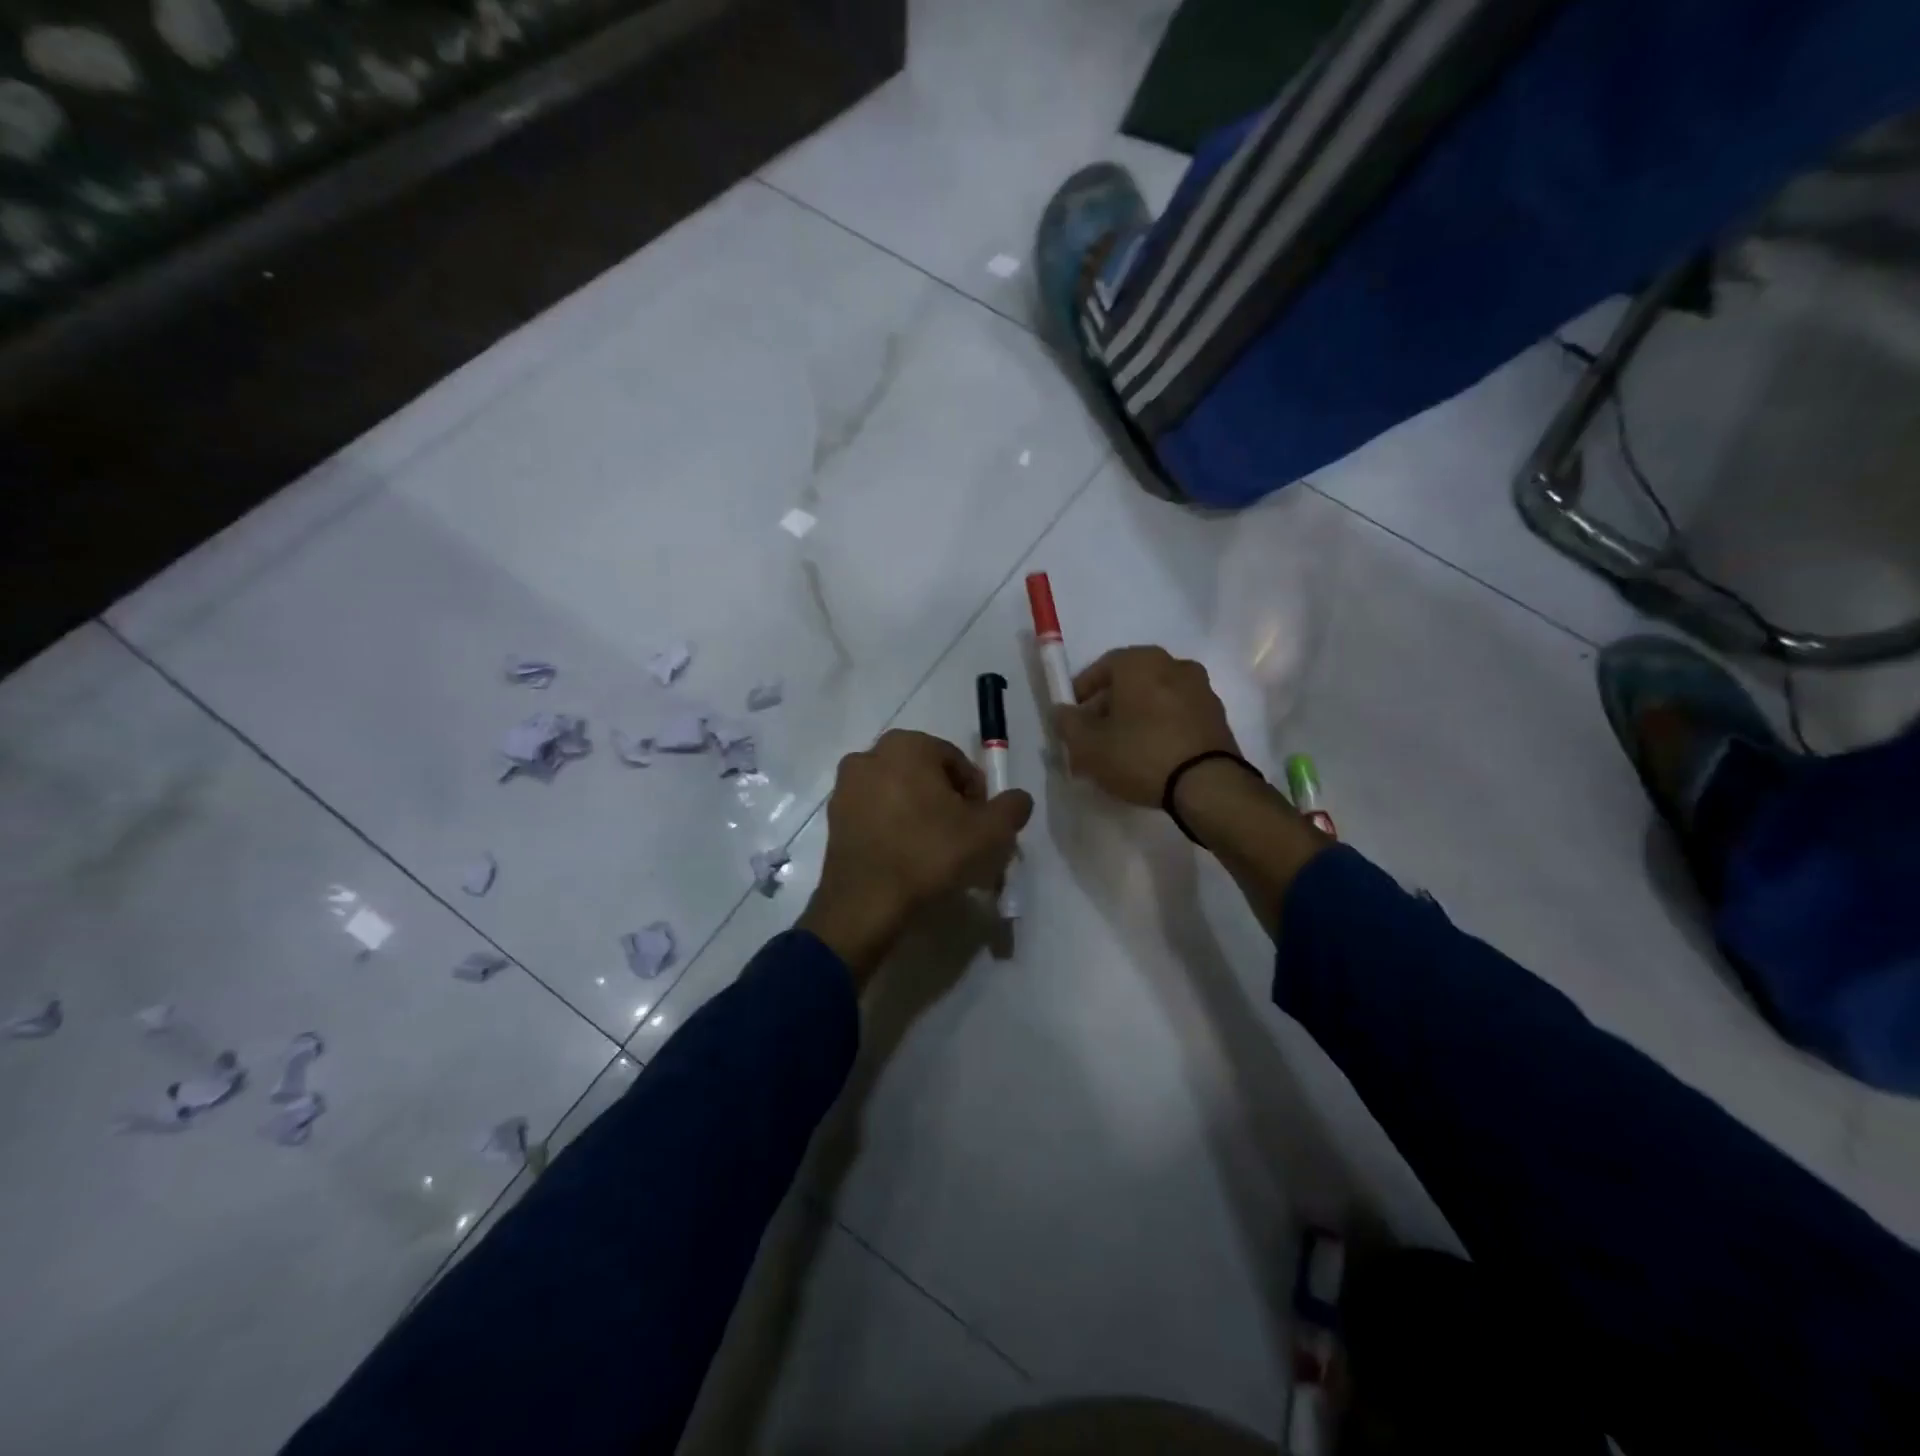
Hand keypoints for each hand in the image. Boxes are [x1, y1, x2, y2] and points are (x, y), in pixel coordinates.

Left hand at [799, 729, 1033, 982]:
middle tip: (961, 837)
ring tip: (934, 850)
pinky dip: (893, 827)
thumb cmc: (930, 854)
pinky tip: (906, 856)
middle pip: (925, 775)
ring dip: (919, 813)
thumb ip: (1012, 807)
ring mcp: (846, 786)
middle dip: (946, 802)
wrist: (866, 902)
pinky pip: (876, 813)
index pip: (956, 762)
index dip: (976, 794)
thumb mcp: (989, 832)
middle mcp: (870, 755)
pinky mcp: (834, 816)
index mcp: (907, 745)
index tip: (981, 825)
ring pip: (899, 793)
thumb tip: (1019, 798)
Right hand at [1051, 646, 1240, 807]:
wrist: (1207, 784)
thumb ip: (1068, 724)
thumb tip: (1061, 711)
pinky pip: (1176, 715)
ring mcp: (1201, 689)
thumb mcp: (1089, 745)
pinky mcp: (1216, 716)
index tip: (1072, 717)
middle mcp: (1174, 665)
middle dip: (1107, 707)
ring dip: (1134, 718)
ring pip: (1154, 699)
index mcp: (1141, 662)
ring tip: (1120, 751)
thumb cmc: (1140, 754)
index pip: (1102, 666)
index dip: (1082, 691)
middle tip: (1093, 737)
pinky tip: (1149, 756)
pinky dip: (1159, 727)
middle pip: (1129, 683)